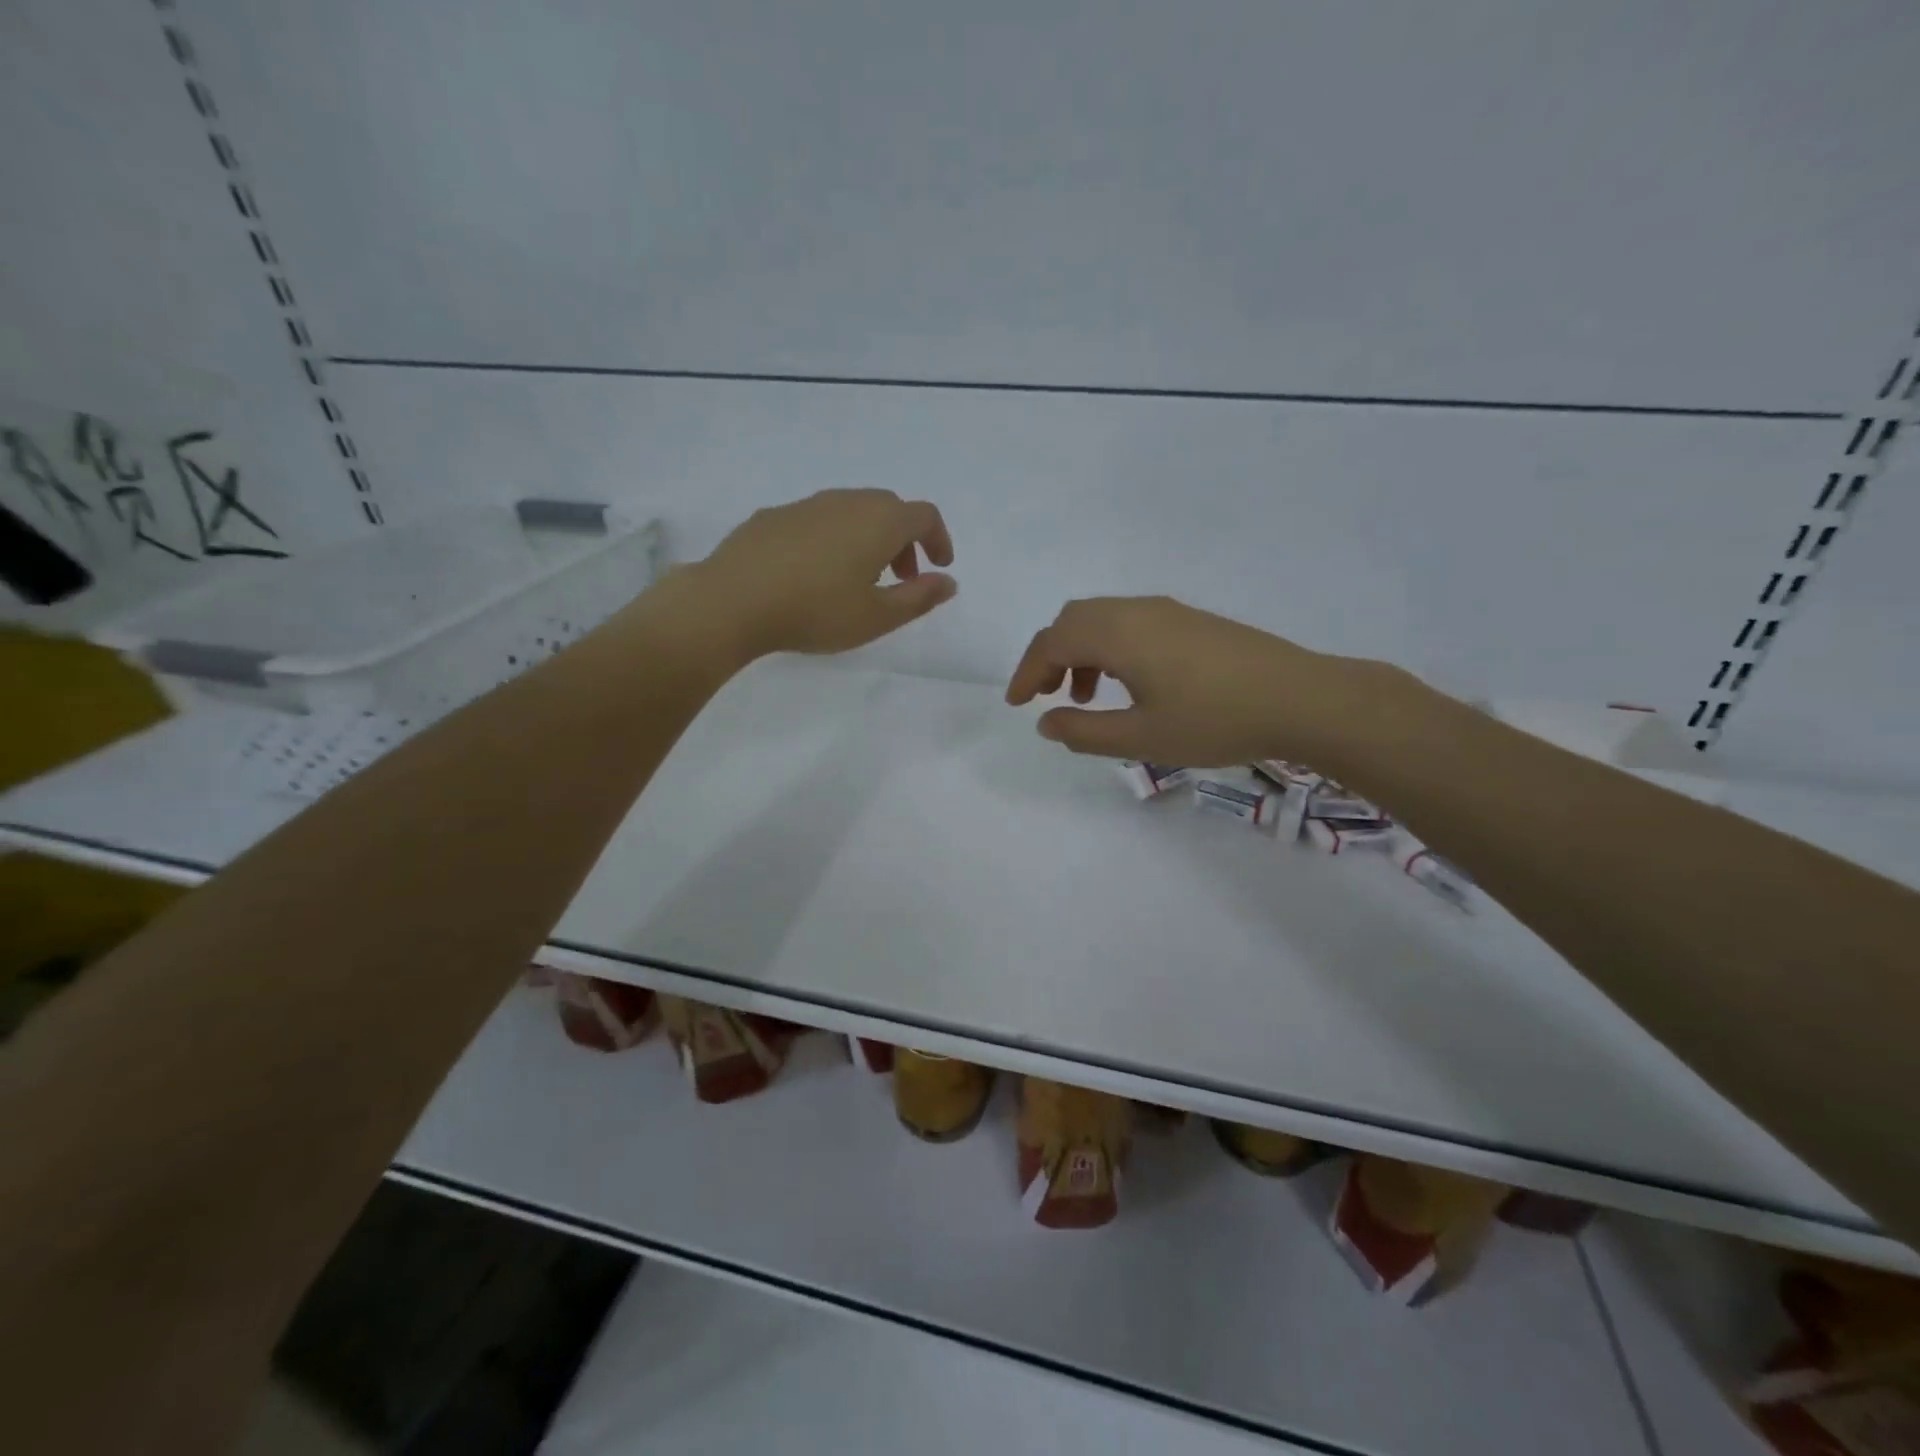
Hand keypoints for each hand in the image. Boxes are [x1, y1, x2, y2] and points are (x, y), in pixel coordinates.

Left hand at [694, 489, 956, 659]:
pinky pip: (819, 519)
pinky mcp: (774, 515)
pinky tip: (815, 573)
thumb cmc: (816, 611)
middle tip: (902, 578)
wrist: (732, 600)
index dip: (939, 539)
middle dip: (905, 541)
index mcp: (879, 522)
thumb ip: (919, 598)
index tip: (939, 567)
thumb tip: (949, 582)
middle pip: (889, 509)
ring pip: (852, 511)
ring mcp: (806, 505)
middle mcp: (846, 501)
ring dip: (869, 538)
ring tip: (859, 578)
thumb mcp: (877, 617)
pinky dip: (834, 538)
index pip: (924, 516)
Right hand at [1005, 596, 1398, 767]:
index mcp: (1118, 633)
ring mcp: (1168, 611)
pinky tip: (1129, 684)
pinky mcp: (1191, 620)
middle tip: (1044, 696)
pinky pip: (1130, 623)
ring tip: (1086, 697)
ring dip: (1080, 653)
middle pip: (1073, 621)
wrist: (1302, 698)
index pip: (1052, 642)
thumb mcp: (1141, 738)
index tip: (1016, 704)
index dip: (1026, 672)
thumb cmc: (1215, 721)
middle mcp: (1137, 611)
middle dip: (1049, 657)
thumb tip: (1046, 723)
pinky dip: (1110, 648)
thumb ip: (1085, 731)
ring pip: (1103, 620)